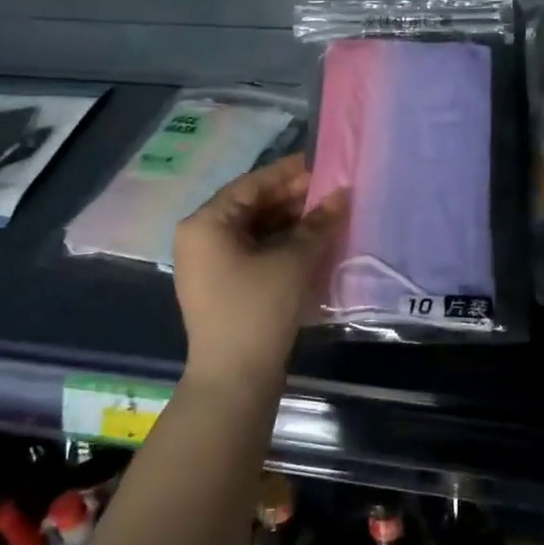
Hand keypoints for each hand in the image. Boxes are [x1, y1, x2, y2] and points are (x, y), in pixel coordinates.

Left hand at [173, 154, 346, 386]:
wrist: (234, 380)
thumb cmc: (258, 310)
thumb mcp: (293, 262)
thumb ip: (318, 223)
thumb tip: (343, 193)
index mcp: (206, 223)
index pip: (252, 184)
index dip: (289, 173)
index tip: (322, 163)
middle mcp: (200, 238)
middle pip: (251, 205)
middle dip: (292, 198)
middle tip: (331, 191)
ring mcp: (209, 264)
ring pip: (254, 229)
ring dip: (289, 221)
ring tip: (327, 214)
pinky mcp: (222, 285)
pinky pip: (253, 251)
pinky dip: (280, 243)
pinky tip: (311, 241)